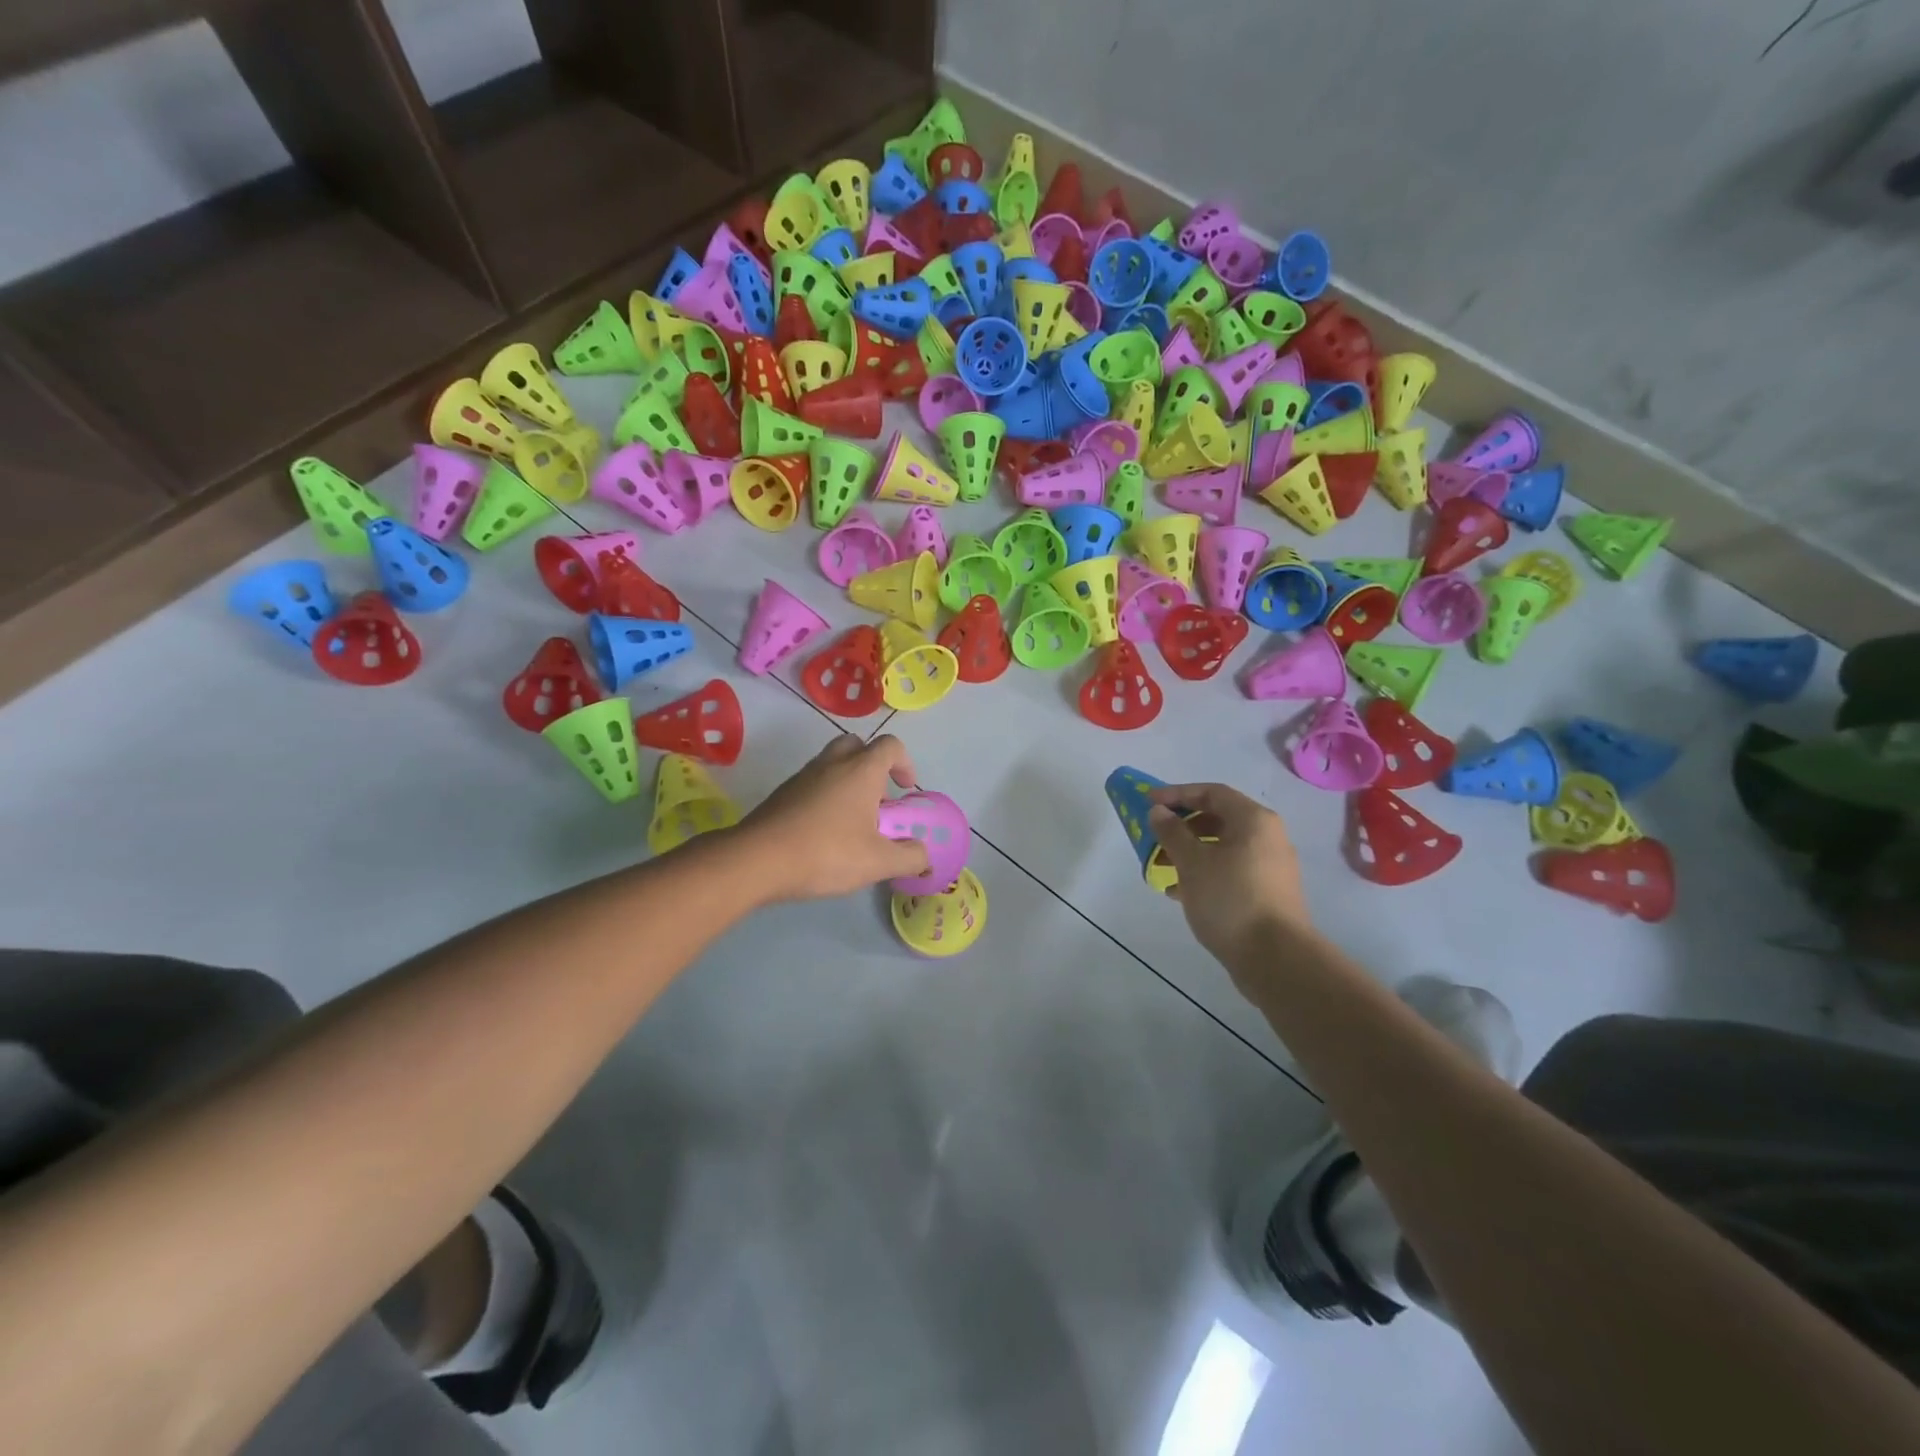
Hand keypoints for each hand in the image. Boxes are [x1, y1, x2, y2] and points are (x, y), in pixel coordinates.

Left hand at [737, 734, 930, 900]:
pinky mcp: (782, 793)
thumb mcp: (878, 862)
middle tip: (876, 800)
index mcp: (861, 770)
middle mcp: (832, 764)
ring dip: (847, 781)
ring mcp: (803, 776)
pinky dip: (824, 796)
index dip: (904, 763)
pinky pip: (811, 783)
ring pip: (831, 763)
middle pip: (857, 745)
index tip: (905, 790)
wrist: (757, 860)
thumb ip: (910, 858)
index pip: (891, 746)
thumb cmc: (827, 853)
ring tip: (851, 821)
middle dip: (872, 766)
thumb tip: (924, 857)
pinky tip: (823, 832)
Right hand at [1147, 783, 1311, 968]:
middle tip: (1154, 837)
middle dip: (1182, 826)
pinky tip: (1182, 892)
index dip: (1177, 793)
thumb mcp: (1192, 862)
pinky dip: (1205, 872)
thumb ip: (1172, 832)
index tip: (1148, 802)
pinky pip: (1231, 869)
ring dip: (1190, 852)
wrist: (1275, 958)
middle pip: (1218, 818)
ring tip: (1162, 870)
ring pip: (1223, 847)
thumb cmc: (1229, 899)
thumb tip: (1158, 811)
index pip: (1212, 792)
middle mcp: (1268, 836)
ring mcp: (1271, 866)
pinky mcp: (1268, 892)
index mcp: (1253, 820)